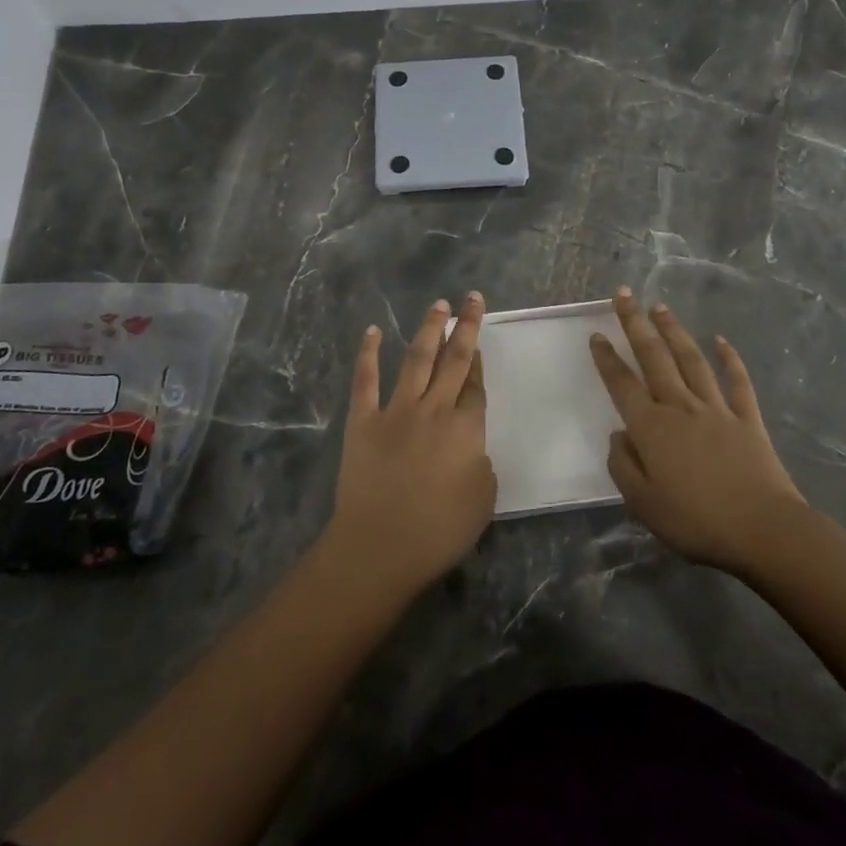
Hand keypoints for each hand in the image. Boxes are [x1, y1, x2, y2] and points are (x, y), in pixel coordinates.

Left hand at [324, 293, 495, 595]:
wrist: (380, 547)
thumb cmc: (438, 532)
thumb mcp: (483, 500)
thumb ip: (481, 464)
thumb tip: (470, 447)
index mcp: (466, 429)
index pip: (476, 386)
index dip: (479, 361)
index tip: (479, 340)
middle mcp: (434, 410)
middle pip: (455, 360)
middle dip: (466, 327)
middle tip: (472, 299)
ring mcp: (396, 411)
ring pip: (416, 359)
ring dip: (428, 329)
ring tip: (438, 304)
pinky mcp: (363, 421)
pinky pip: (365, 380)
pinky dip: (368, 353)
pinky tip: (372, 331)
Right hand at [590, 288, 807, 574]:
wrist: (763, 529)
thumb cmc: (696, 521)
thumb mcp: (642, 504)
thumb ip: (623, 465)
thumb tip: (619, 434)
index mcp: (652, 427)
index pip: (622, 384)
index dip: (607, 358)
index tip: (597, 334)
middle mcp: (680, 407)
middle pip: (654, 357)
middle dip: (636, 323)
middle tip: (625, 295)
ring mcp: (716, 409)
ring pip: (691, 360)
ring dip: (674, 331)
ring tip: (660, 308)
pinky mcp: (746, 418)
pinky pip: (737, 381)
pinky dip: (729, 359)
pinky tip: (721, 341)